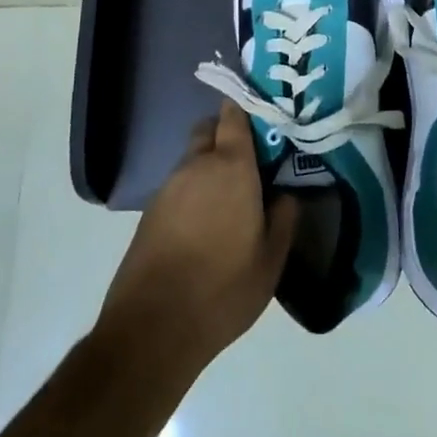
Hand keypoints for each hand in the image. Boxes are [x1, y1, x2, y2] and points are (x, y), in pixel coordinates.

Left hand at [99, 102, 298, 377]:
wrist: (152, 328)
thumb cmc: (223, 289)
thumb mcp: (271, 259)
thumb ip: (284, 217)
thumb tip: (286, 193)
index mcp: (231, 167)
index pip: (234, 115)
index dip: (248, 108)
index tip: (267, 116)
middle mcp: (196, 165)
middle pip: (210, 130)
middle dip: (228, 135)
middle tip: (252, 160)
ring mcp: (168, 187)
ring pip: (193, 158)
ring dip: (211, 165)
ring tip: (233, 197)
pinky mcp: (150, 212)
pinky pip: (179, 185)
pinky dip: (194, 190)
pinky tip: (207, 222)